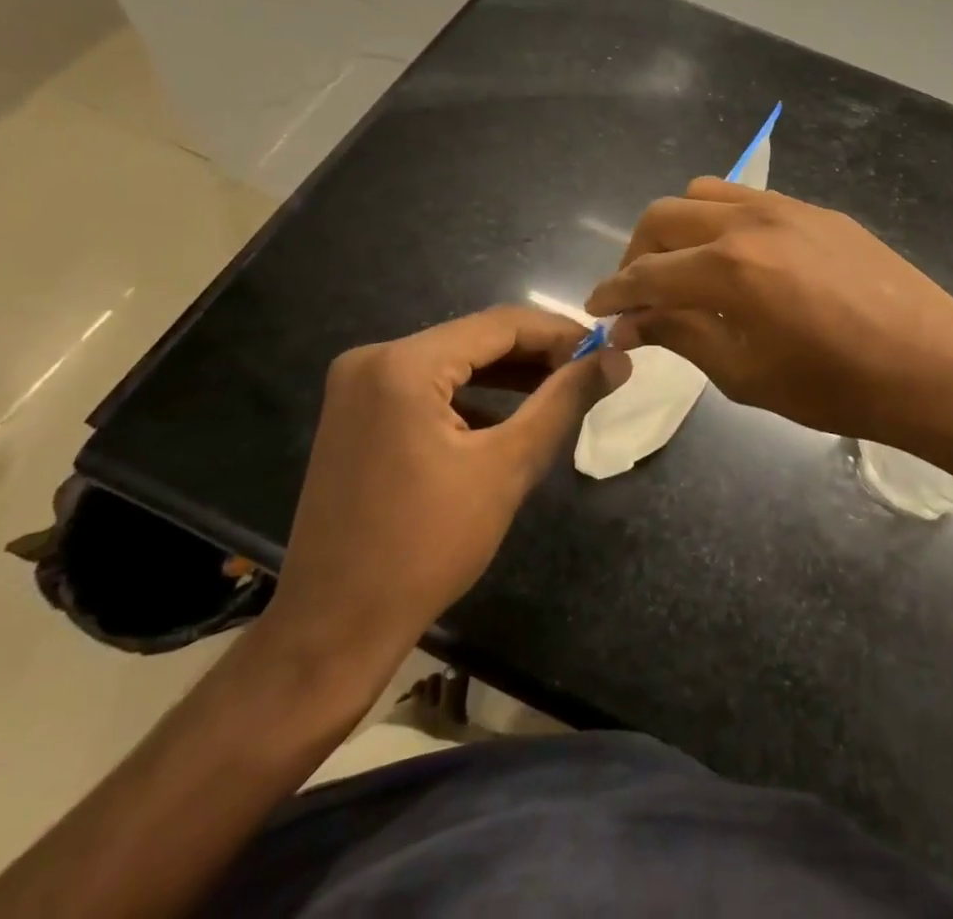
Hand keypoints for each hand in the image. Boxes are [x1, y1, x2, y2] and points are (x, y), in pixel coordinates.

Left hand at [256, 306, 627, 698]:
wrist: (335, 627)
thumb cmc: (427, 547)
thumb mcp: (507, 467)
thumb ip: (564, 402)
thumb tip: (617, 359)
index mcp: (403, 364)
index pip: (499, 325)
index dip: (559, 333)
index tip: (605, 348)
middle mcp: (373, 359)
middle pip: (473, 339)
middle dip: (535, 354)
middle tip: (589, 370)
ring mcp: (357, 386)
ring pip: (452, 362)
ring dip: (506, 374)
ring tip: (561, 388)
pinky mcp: (356, 413)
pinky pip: (426, 386)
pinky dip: (471, 395)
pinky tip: (510, 414)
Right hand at [584, 179, 952, 463]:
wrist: (933, 365)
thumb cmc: (836, 386)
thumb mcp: (747, 374)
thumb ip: (683, 336)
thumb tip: (635, 322)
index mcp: (728, 268)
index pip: (647, 273)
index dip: (613, 294)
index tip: (597, 310)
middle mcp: (749, 221)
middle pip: (663, 217)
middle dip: (636, 254)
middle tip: (637, 293)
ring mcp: (786, 207)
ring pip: (703, 194)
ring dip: (676, 228)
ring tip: (682, 268)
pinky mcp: (816, 209)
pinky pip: (747, 198)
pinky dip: (719, 220)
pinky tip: (736, 258)